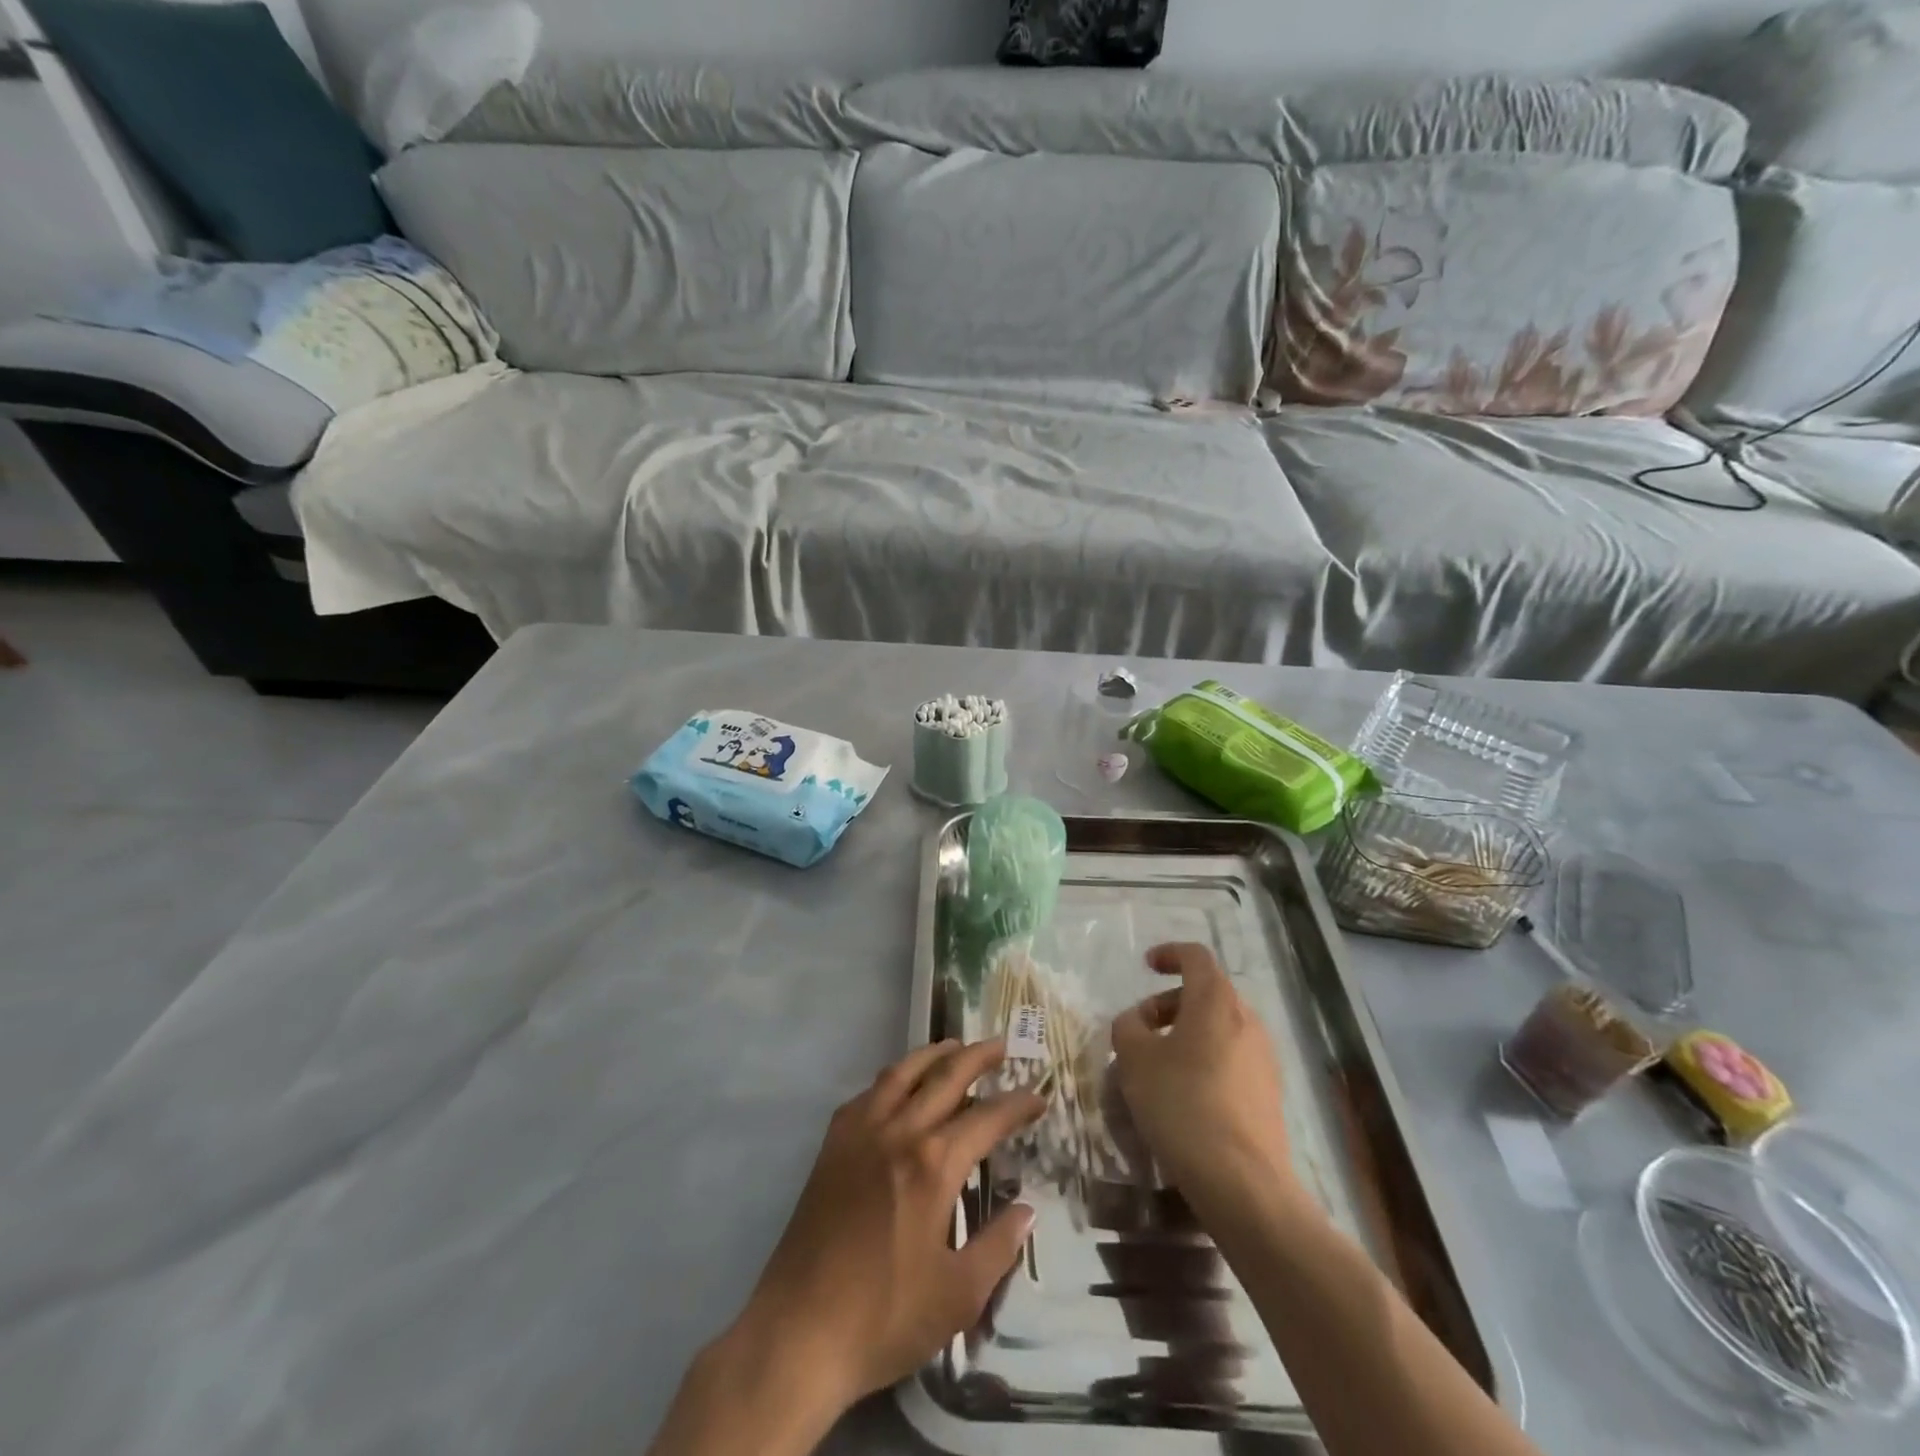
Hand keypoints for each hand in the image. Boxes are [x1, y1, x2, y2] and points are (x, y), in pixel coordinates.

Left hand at [730, 1039, 1043, 1415]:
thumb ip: (998, 1246)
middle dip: (978, 1057)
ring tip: (955, 1046)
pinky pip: (869, 1093)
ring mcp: (861, 1132)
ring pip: (903, 1072)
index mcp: (934, 1164)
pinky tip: (900, 1085)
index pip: (987, 1118)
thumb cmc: (884, 1317)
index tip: (1038, 1096)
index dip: (1017, 1104)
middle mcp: (899, 1132)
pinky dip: (893, 1078)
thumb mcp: (958, 1295)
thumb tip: (1026, 1209)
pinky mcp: (833, 1144)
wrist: (799, 1330)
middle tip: (1002, 1045)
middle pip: (945, 1076)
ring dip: (934, 1054)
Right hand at [1110, 943, 1296, 1214]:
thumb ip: (1128, 1027)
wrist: (1242, 1182)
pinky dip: (1205, 1060)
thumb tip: (1136, 1022)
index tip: (1146, 966)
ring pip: (1220, 1027)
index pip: (1195, 956)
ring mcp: (1263, 1057)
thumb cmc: (1182, 1104)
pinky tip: (1185, 1095)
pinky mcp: (1269, 1092)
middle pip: (1207, 993)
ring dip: (1187, 1034)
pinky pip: (1232, 1058)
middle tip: (1142, 1029)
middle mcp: (1247, 1019)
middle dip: (1170, 1003)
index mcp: (1215, 1000)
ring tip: (1158, 1066)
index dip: (1169, 954)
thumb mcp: (1135, 1059)